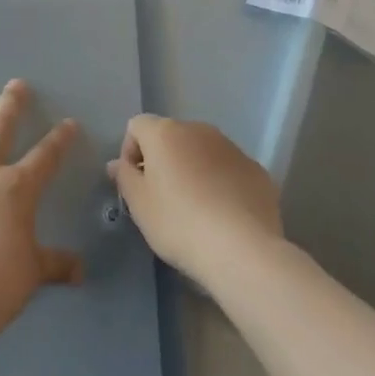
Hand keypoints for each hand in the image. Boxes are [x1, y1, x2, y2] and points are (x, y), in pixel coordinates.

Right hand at [107, 115, 282, 285]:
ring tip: (195, 209)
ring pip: (202, 152)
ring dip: (193, 170)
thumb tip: (118, 164)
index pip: (137, 126)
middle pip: (171, 137)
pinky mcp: (256, 170)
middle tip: (162, 198)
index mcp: (165, 132)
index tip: (134, 183)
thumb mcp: (139, 204)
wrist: (242, 249)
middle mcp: (199, 130)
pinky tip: (223, 214)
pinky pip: (228, 169)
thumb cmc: (179, 223)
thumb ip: (125, 177)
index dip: (130, 152)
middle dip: (163, 160)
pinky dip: (220, 183)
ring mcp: (232, 148)